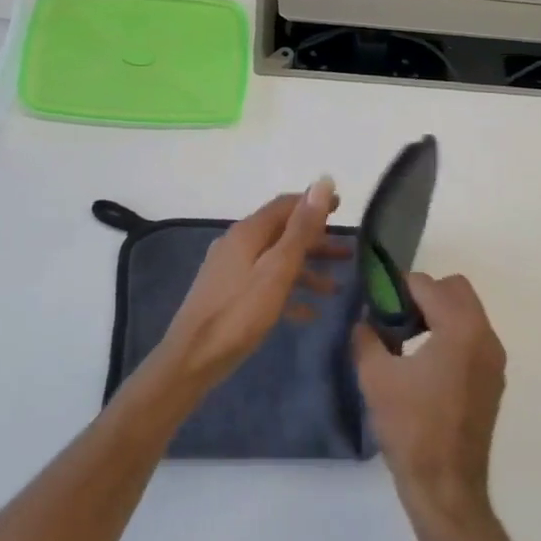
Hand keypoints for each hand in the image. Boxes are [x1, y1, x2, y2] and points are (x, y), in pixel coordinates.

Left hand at [160, 178, 343, 388]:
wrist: (192, 359)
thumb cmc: (239, 313)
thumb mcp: (277, 269)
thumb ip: (301, 228)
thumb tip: (322, 182)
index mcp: (248, 232)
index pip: (285, 205)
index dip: (314, 203)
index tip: (342, 207)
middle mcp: (237, 244)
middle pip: (282, 233)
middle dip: (316, 241)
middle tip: (348, 252)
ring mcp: (231, 270)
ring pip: (276, 261)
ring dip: (306, 270)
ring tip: (336, 288)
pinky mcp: (228, 295)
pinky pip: (265, 285)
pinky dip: (288, 292)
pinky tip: (308, 313)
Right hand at [353, 273, 506, 537]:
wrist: (446, 487)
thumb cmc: (410, 428)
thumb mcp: (375, 377)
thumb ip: (367, 338)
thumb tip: (365, 321)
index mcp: (460, 329)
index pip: (428, 284)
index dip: (398, 288)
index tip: (376, 304)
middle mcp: (485, 336)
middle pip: (456, 290)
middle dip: (424, 295)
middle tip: (394, 317)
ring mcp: (494, 360)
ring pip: (467, 313)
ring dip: (437, 314)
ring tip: (404, 341)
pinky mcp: (493, 380)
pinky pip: (472, 338)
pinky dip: (450, 336)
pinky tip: (423, 364)